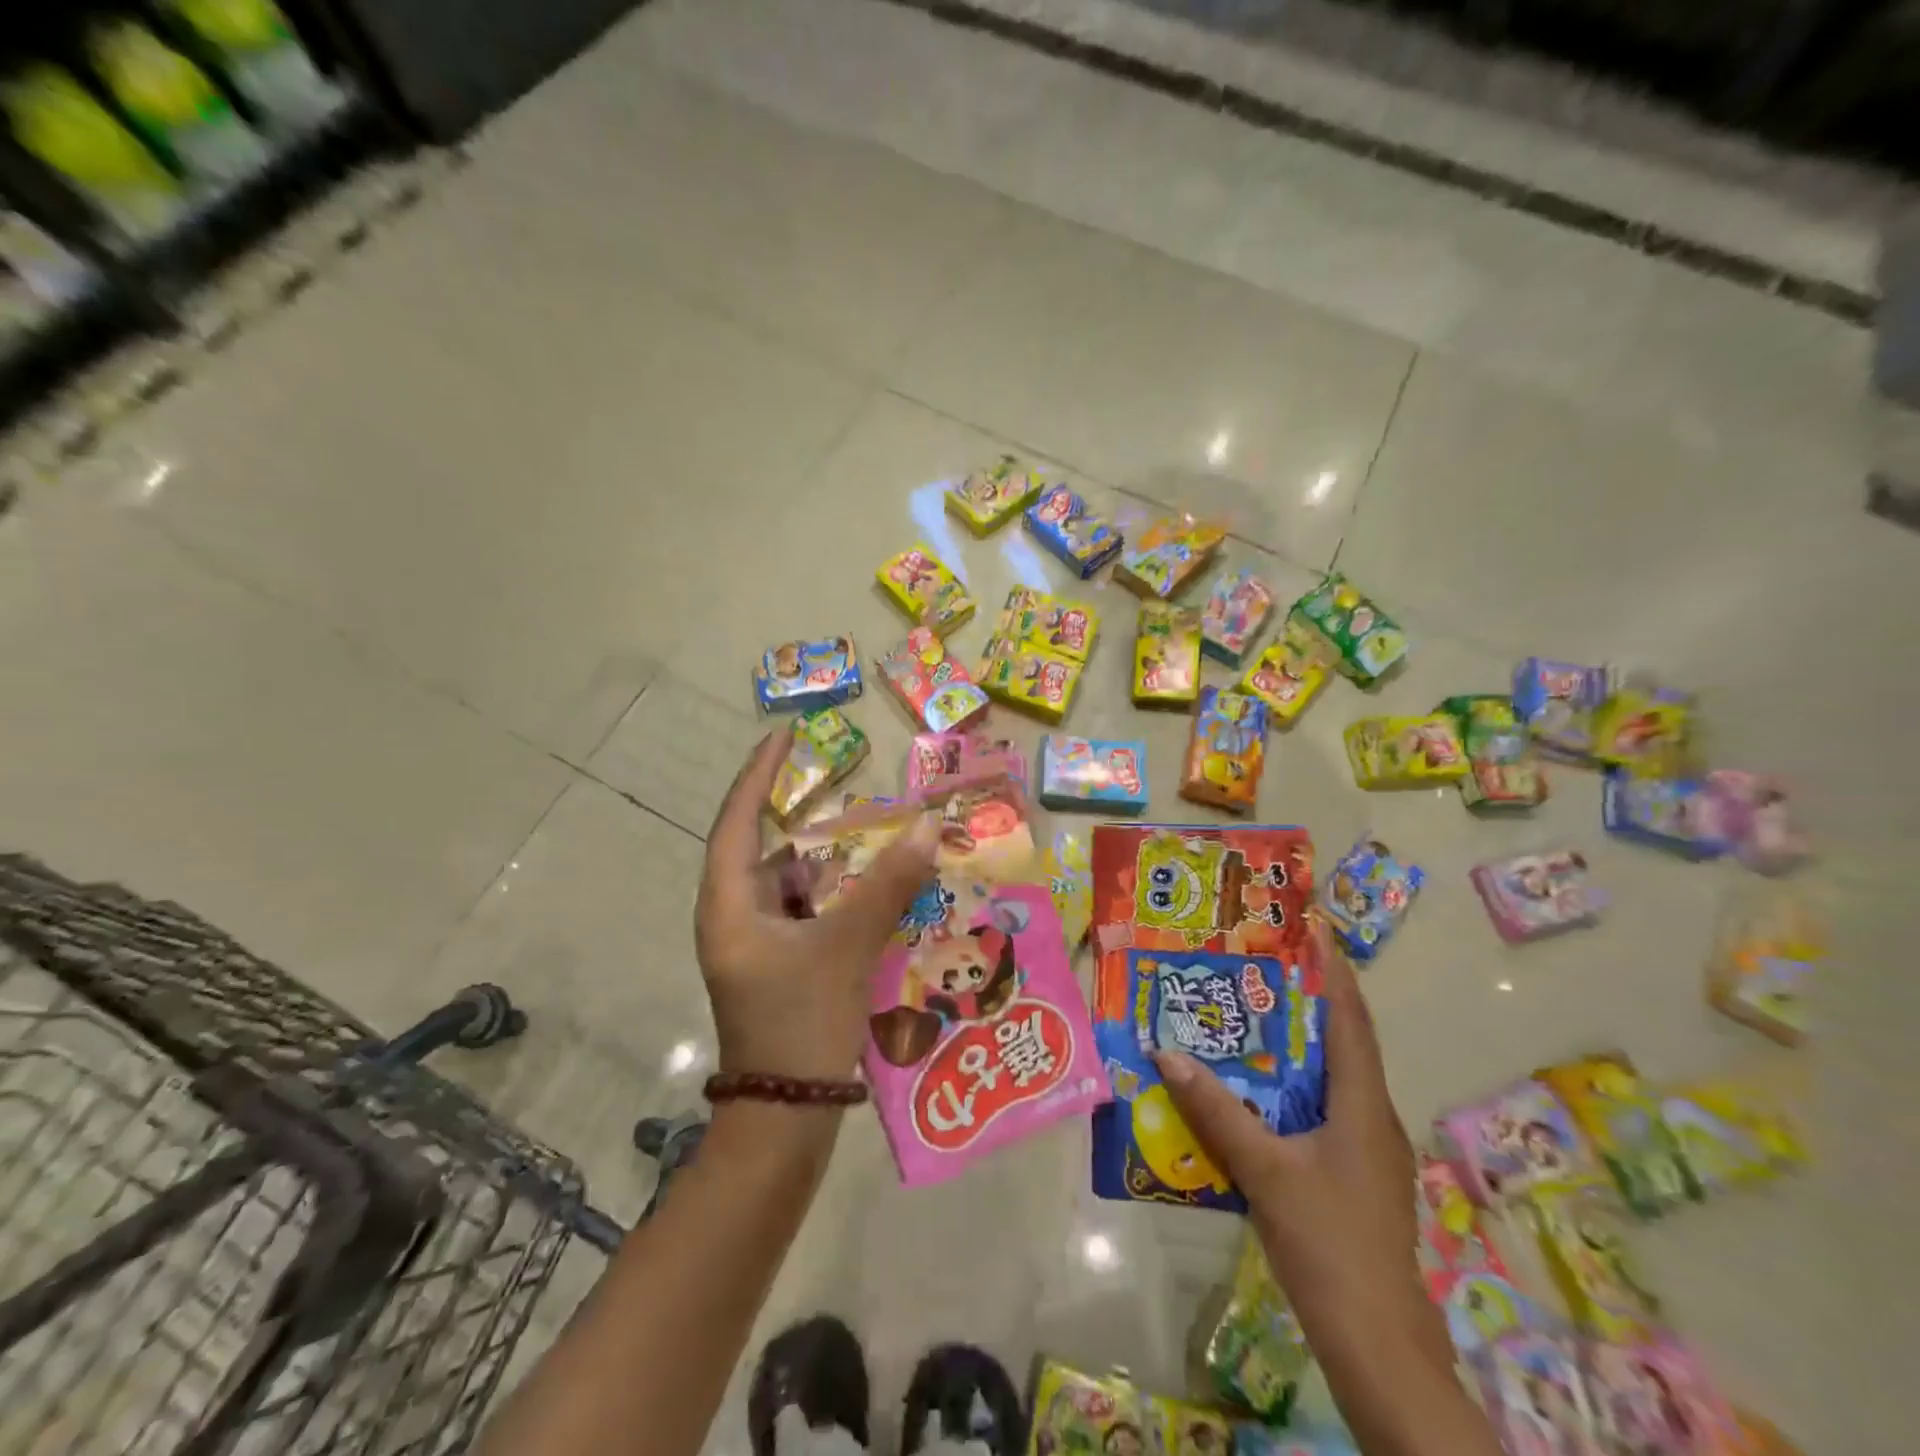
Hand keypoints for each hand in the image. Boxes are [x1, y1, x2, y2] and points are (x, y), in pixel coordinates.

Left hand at [695, 733, 940, 1081]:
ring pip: (796, 888)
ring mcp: (757, 947)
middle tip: (860, 804)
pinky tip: (880, 899)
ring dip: (836, 870)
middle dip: (816, 829)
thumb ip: (888, 885)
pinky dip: (840, 902)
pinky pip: (810, 916)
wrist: (785, 1122)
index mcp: (730, 906)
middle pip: (773, 854)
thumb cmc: (801, 1024)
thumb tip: (926, 825)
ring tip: (881, 849)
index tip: (783, 735)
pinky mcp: (779, 968)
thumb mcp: (846, 947)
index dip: (760, 775)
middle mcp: (736, 918)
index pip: (738, 821)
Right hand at [1153, 916, 1441, 1353]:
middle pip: (1344, 1043)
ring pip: (1334, 1078)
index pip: (1351, 1021)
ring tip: (1255, 1016)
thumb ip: (1216, 1111)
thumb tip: (1167, 1053)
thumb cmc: (1328, 1241)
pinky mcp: (1357, 1174)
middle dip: (1310, 1001)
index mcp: (1362, 1105)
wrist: (1378, 1340)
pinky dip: (1296, 1085)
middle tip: (1265, 966)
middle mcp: (1373, 1117)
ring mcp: (1369, 1149)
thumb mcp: (1264, 1170)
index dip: (1335, 974)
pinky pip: (1325, 1109)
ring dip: (1301, 1045)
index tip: (1316, 931)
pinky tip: (1261, 1091)